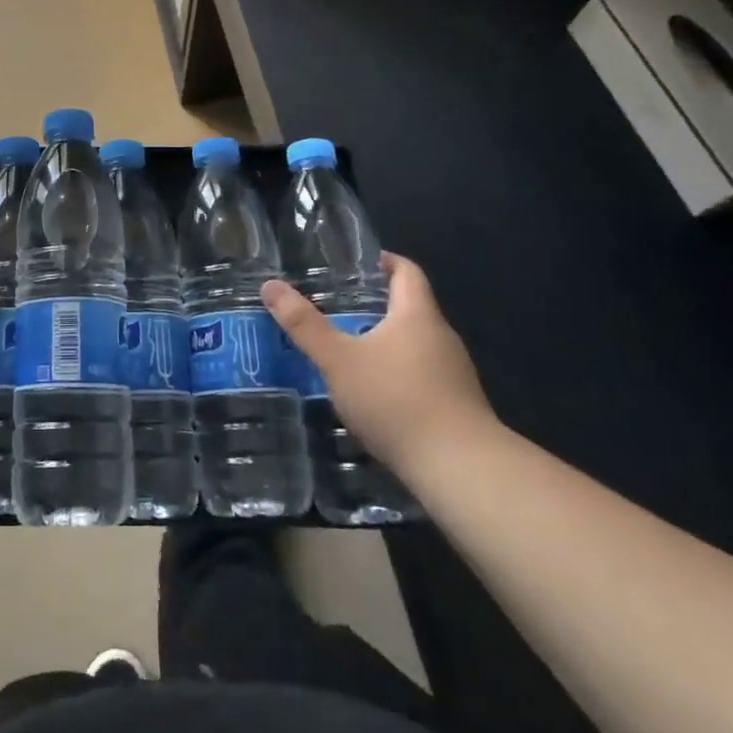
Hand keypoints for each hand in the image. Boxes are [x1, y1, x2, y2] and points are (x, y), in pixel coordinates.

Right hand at [261, 253, 496, 477]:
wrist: (461, 470)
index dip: (384, 261)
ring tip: (349, 350)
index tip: (358, 263)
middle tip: (338, 307)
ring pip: (417, 345)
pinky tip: (375, 395)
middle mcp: (441, 337)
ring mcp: (454, 374)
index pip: (407, 271)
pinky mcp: (458, 406)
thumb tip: (270, 285)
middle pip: (411, 308)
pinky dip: (399, 375)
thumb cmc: (397, 400)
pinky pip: (424, 377)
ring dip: (387, 343)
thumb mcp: (339, 361)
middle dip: (377, 306)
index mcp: (417, 315)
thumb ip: (304, 325)